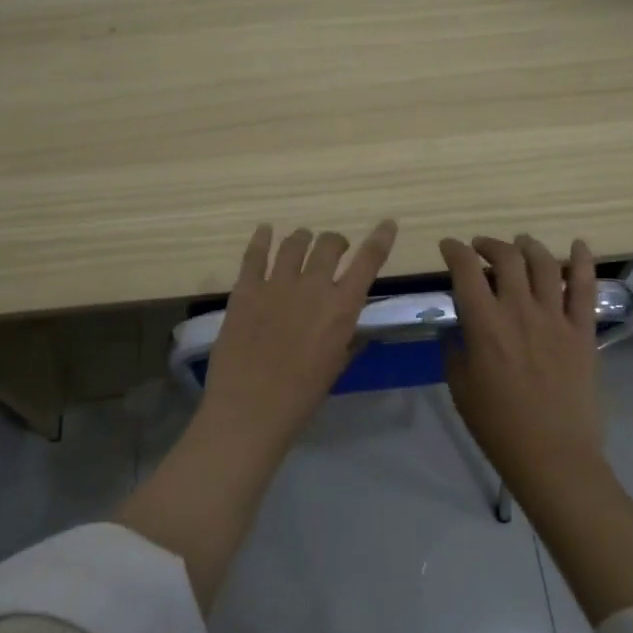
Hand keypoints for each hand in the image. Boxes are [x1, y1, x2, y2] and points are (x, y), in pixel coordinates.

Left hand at [200, 220, 397, 444]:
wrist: (250, 407)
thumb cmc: (301, 396)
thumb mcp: (336, 366)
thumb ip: (347, 339)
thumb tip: (354, 326)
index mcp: (341, 308)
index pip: (368, 262)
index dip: (380, 239)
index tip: (387, 224)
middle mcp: (313, 287)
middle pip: (329, 244)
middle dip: (336, 242)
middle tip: (335, 248)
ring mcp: (276, 284)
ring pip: (294, 244)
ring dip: (303, 238)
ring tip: (303, 240)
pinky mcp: (245, 289)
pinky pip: (255, 254)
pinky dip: (262, 239)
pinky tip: (265, 231)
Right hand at [439, 234, 603, 474]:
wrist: (552, 455)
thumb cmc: (498, 426)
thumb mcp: (460, 387)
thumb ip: (455, 349)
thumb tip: (456, 328)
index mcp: (484, 324)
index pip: (465, 270)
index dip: (454, 250)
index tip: (448, 247)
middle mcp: (520, 310)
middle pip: (506, 257)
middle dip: (489, 244)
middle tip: (481, 248)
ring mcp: (556, 318)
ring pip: (544, 264)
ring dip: (528, 246)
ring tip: (521, 243)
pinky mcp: (582, 332)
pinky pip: (585, 288)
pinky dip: (583, 261)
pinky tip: (579, 245)